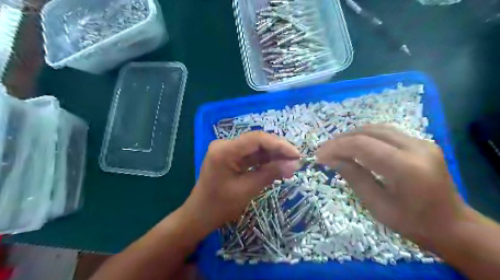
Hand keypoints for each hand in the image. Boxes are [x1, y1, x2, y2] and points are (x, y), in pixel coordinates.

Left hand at [183, 130, 300, 233]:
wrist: (199, 215)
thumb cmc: (220, 206)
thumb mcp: (247, 189)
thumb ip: (270, 173)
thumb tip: (294, 164)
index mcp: (225, 150)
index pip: (256, 139)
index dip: (279, 144)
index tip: (296, 154)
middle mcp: (225, 145)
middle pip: (257, 141)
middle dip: (278, 150)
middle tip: (296, 161)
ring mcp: (228, 150)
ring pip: (256, 148)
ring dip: (273, 156)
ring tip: (291, 167)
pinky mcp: (231, 157)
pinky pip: (251, 156)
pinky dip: (265, 162)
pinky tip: (278, 168)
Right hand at [315, 124, 468, 246]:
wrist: (453, 225)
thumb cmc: (412, 223)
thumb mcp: (377, 204)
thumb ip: (353, 176)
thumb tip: (329, 158)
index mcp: (406, 168)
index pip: (361, 145)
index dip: (336, 147)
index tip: (319, 156)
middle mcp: (416, 147)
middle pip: (368, 132)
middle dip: (341, 139)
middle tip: (324, 151)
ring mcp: (421, 142)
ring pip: (376, 128)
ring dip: (352, 135)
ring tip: (336, 147)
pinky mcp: (421, 142)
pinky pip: (386, 132)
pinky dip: (366, 136)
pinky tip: (355, 145)